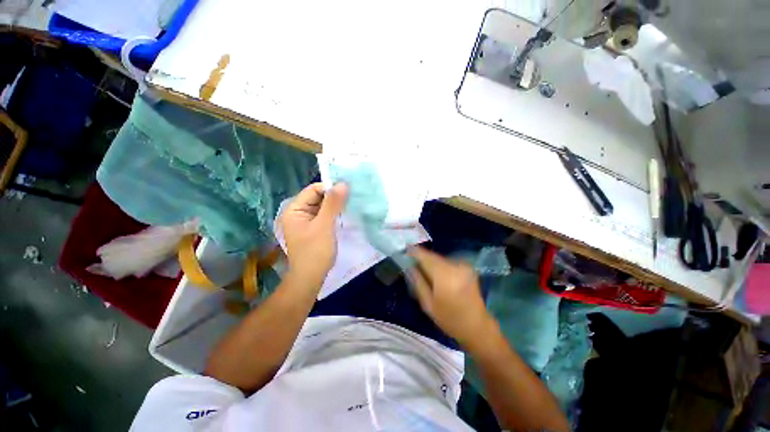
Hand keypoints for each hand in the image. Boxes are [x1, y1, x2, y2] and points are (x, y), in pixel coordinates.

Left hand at [281, 183, 347, 289]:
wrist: (311, 278)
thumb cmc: (315, 251)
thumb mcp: (325, 226)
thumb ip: (333, 204)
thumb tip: (343, 184)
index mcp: (295, 209)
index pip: (313, 190)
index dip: (330, 188)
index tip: (348, 190)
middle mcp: (299, 212)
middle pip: (318, 197)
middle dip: (334, 196)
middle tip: (352, 196)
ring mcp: (307, 221)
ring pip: (323, 206)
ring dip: (336, 205)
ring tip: (351, 203)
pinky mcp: (314, 228)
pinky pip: (325, 215)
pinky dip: (335, 213)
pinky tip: (345, 213)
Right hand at [408, 247, 494, 348]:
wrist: (478, 327)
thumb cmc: (450, 319)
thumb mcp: (428, 304)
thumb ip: (418, 282)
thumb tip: (409, 267)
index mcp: (444, 275)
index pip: (425, 257)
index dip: (414, 252)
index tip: (404, 251)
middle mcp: (455, 266)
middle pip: (433, 256)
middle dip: (422, 258)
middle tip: (411, 263)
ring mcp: (463, 266)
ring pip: (440, 258)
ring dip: (431, 262)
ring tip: (423, 270)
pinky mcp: (467, 268)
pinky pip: (447, 262)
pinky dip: (439, 265)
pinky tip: (436, 275)